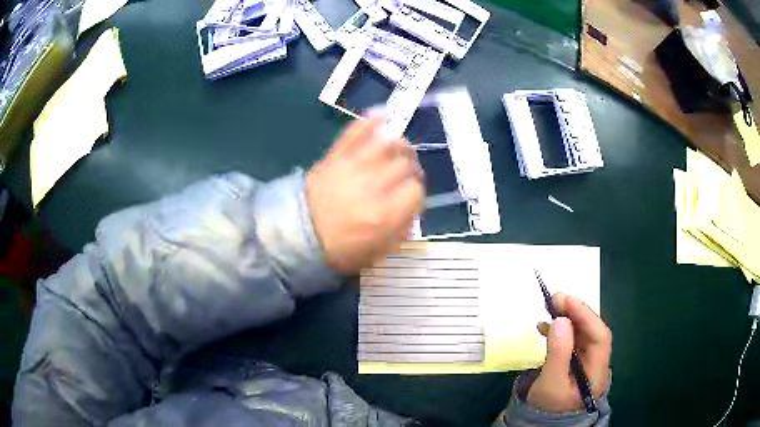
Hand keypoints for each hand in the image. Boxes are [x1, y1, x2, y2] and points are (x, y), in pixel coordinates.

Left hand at [306, 115, 423, 273]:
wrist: (297, 234)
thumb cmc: (337, 248)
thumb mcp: (375, 253)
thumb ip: (399, 233)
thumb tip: (412, 212)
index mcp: (384, 214)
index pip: (415, 190)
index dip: (416, 191)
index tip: (410, 194)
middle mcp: (373, 186)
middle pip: (405, 163)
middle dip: (411, 166)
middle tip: (407, 171)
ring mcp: (354, 167)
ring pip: (387, 143)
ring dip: (399, 143)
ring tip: (400, 147)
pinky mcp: (336, 156)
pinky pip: (356, 132)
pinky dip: (370, 121)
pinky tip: (382, 116)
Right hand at [527, 293, 611, 412]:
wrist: (541, 423)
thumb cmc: (548, 406)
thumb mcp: (551, 382)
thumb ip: (558, 352)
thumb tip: (560, 319)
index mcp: (597, 370)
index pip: (599, 336)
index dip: (586, 315)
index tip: (566, 300)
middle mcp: (596, 362)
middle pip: (592, 332)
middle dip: (576, 313)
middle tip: (555, 298)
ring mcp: (586, 361)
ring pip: (582, 334)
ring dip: (567, 319)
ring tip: (549, 308)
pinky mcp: (574, 362)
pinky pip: (571, 340)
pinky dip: (559, 331)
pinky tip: (544, 327)